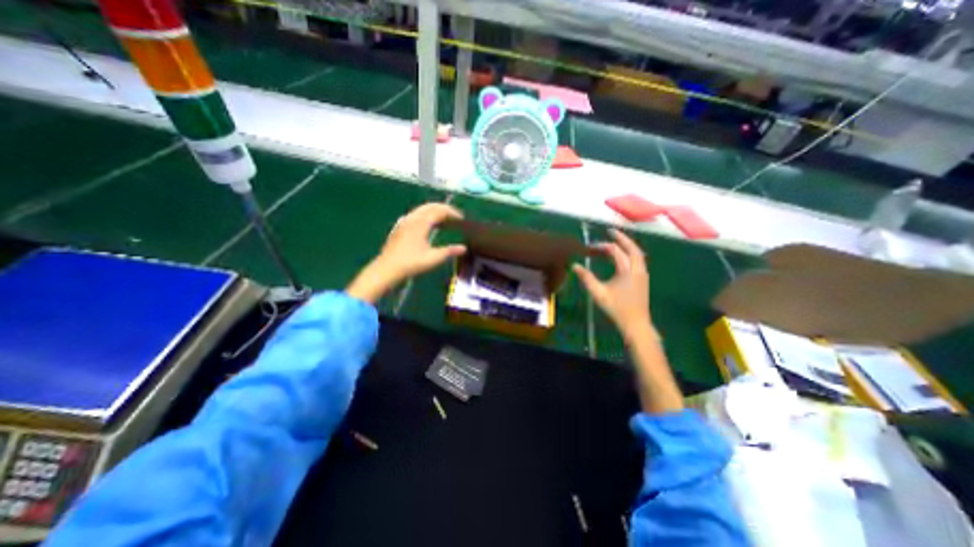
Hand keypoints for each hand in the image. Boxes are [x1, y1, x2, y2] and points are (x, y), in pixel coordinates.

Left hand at [346, 202, 466, 303]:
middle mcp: (412, 218)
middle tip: (455, 216)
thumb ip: (449, 251)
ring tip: (444, 221)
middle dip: (444, 209)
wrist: (387, 269)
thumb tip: (464, 248)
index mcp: (421, 223)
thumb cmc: (411, 263)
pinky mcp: (400, 228)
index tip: (462, 219)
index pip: (439, 211)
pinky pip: (415, 215)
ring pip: (422, 210)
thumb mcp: (433, 258)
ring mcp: (404, 222)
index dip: (452, 212)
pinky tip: (428, 226)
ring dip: (435, 212)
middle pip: (430, 206)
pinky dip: (426, 216)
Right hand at [573, 226, 649, 340]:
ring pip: (638, 254)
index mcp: (627, 271)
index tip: (590, 247)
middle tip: (611, 231)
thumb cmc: (617, 309)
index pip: (616, 252)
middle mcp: (638, 269)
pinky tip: (624, 257)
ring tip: (617, 241)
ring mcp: (643, 274)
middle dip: (622, 238)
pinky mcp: (643, 280)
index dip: (603, 246)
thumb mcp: (598, 293)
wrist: (636, 324)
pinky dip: (631, 254)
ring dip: (628, 245)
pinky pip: (638, 260)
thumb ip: (587, 278)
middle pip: (633, 248)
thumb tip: (575, 265)